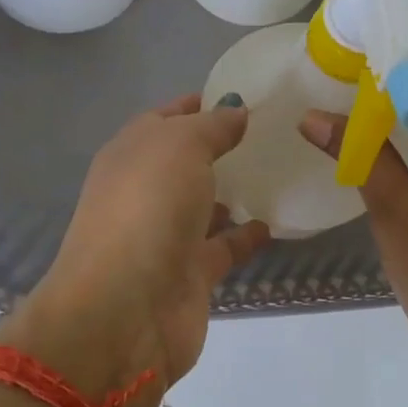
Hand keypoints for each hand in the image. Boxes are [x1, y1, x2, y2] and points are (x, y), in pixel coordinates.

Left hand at [0, 94, 269, 406]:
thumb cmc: (148, 208)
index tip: (245, 96)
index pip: (166, 118)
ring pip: (204, 205)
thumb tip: (236, 110)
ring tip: (281, 174)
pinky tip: (276, 222)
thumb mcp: (179, 146)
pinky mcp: (190, 274)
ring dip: (233, 193)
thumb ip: (211, 126)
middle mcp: (145, 191)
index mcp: (131, 153)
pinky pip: (224, 246)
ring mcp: (166, 234)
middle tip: (275, 133)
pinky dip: (246, 235)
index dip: (200, 104)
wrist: (126, 310)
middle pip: (186, 162)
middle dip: (222, 149)